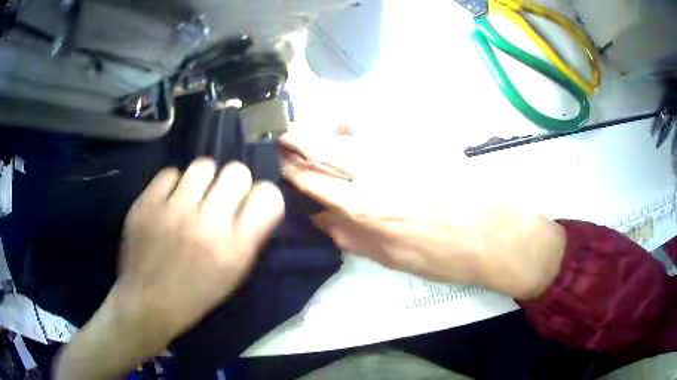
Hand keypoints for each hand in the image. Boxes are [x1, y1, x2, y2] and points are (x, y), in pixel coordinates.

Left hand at [116, 159, 283, 340]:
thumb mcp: (234, 275)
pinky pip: (169, 173)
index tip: (250, 203)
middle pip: (236, 171)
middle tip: (219, 198)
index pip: (268, 196)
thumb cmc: (196, 294)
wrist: (148, 302)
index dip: (262, 195)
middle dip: (233, 182)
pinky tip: (167, 202)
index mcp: (236, 248)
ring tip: (191, 197)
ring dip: (202, 180)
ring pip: (203, 165)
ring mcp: (173, 211)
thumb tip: (254, 202)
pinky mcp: (146, 204)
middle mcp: (208, 224)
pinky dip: (172, 186)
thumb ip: (249, 237)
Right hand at [280, 128, 564, 299]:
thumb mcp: (394, 258)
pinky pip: (381, 121)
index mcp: (367, 208)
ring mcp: (402, 148)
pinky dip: (361, 122)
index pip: (313, 180)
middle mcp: (378, 172)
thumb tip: (320, 220)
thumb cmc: (447, 256)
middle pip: (322, 144)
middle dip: (296, 138)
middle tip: (284, 138)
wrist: (498, 234)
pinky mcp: (423, 136)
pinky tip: (360, 131)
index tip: (279, 162)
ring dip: (328, 126)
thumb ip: (352, 237)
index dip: (291, 169)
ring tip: (323, 133)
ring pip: (350, 124)